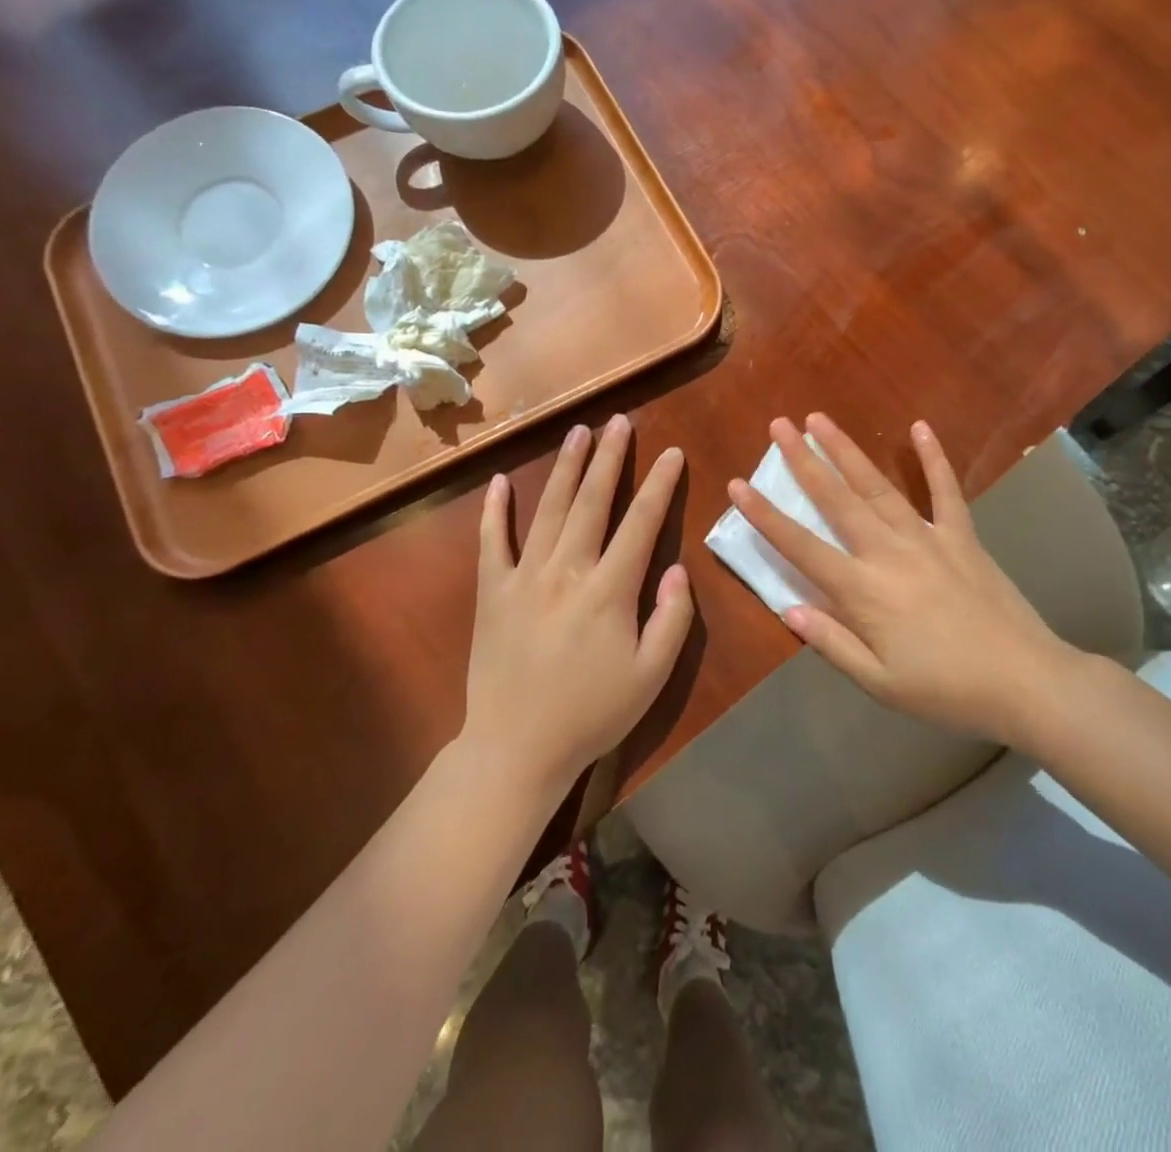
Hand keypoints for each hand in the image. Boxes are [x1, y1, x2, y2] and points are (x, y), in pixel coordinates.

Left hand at [462, 415, 694, 795]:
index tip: (672, 454)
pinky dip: (496, 509)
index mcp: (609, 591)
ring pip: (549, 509)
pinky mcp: (492, 592)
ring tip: (579, 432)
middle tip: (619, 421)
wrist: (516, 748)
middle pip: (593, 502)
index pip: (640, 524)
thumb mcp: (651, 676)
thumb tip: (678, 569)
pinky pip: (492, 542)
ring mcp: (523, 578)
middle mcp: (566, 571)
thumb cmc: (592, 714)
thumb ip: (672, 619)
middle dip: (610, 458)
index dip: (659, 486)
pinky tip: (501, 480)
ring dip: (567, 468)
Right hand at [728, 414, 1085, 740]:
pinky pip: (945, 491)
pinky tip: (920, 428)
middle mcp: (889, 552)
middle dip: (803, 461)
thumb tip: (787, 609)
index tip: (739, 485)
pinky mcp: (963, 537)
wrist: (1027, 682)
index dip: (766, 516)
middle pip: (837, 500)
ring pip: (878, 486)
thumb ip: (831, 643)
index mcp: (863, 591)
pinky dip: (934, 459)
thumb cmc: (946, 690)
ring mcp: (928, 538)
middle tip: (779, 426)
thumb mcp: (880, 683)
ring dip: (847, 451)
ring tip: (821, 420)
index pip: (801, 546)